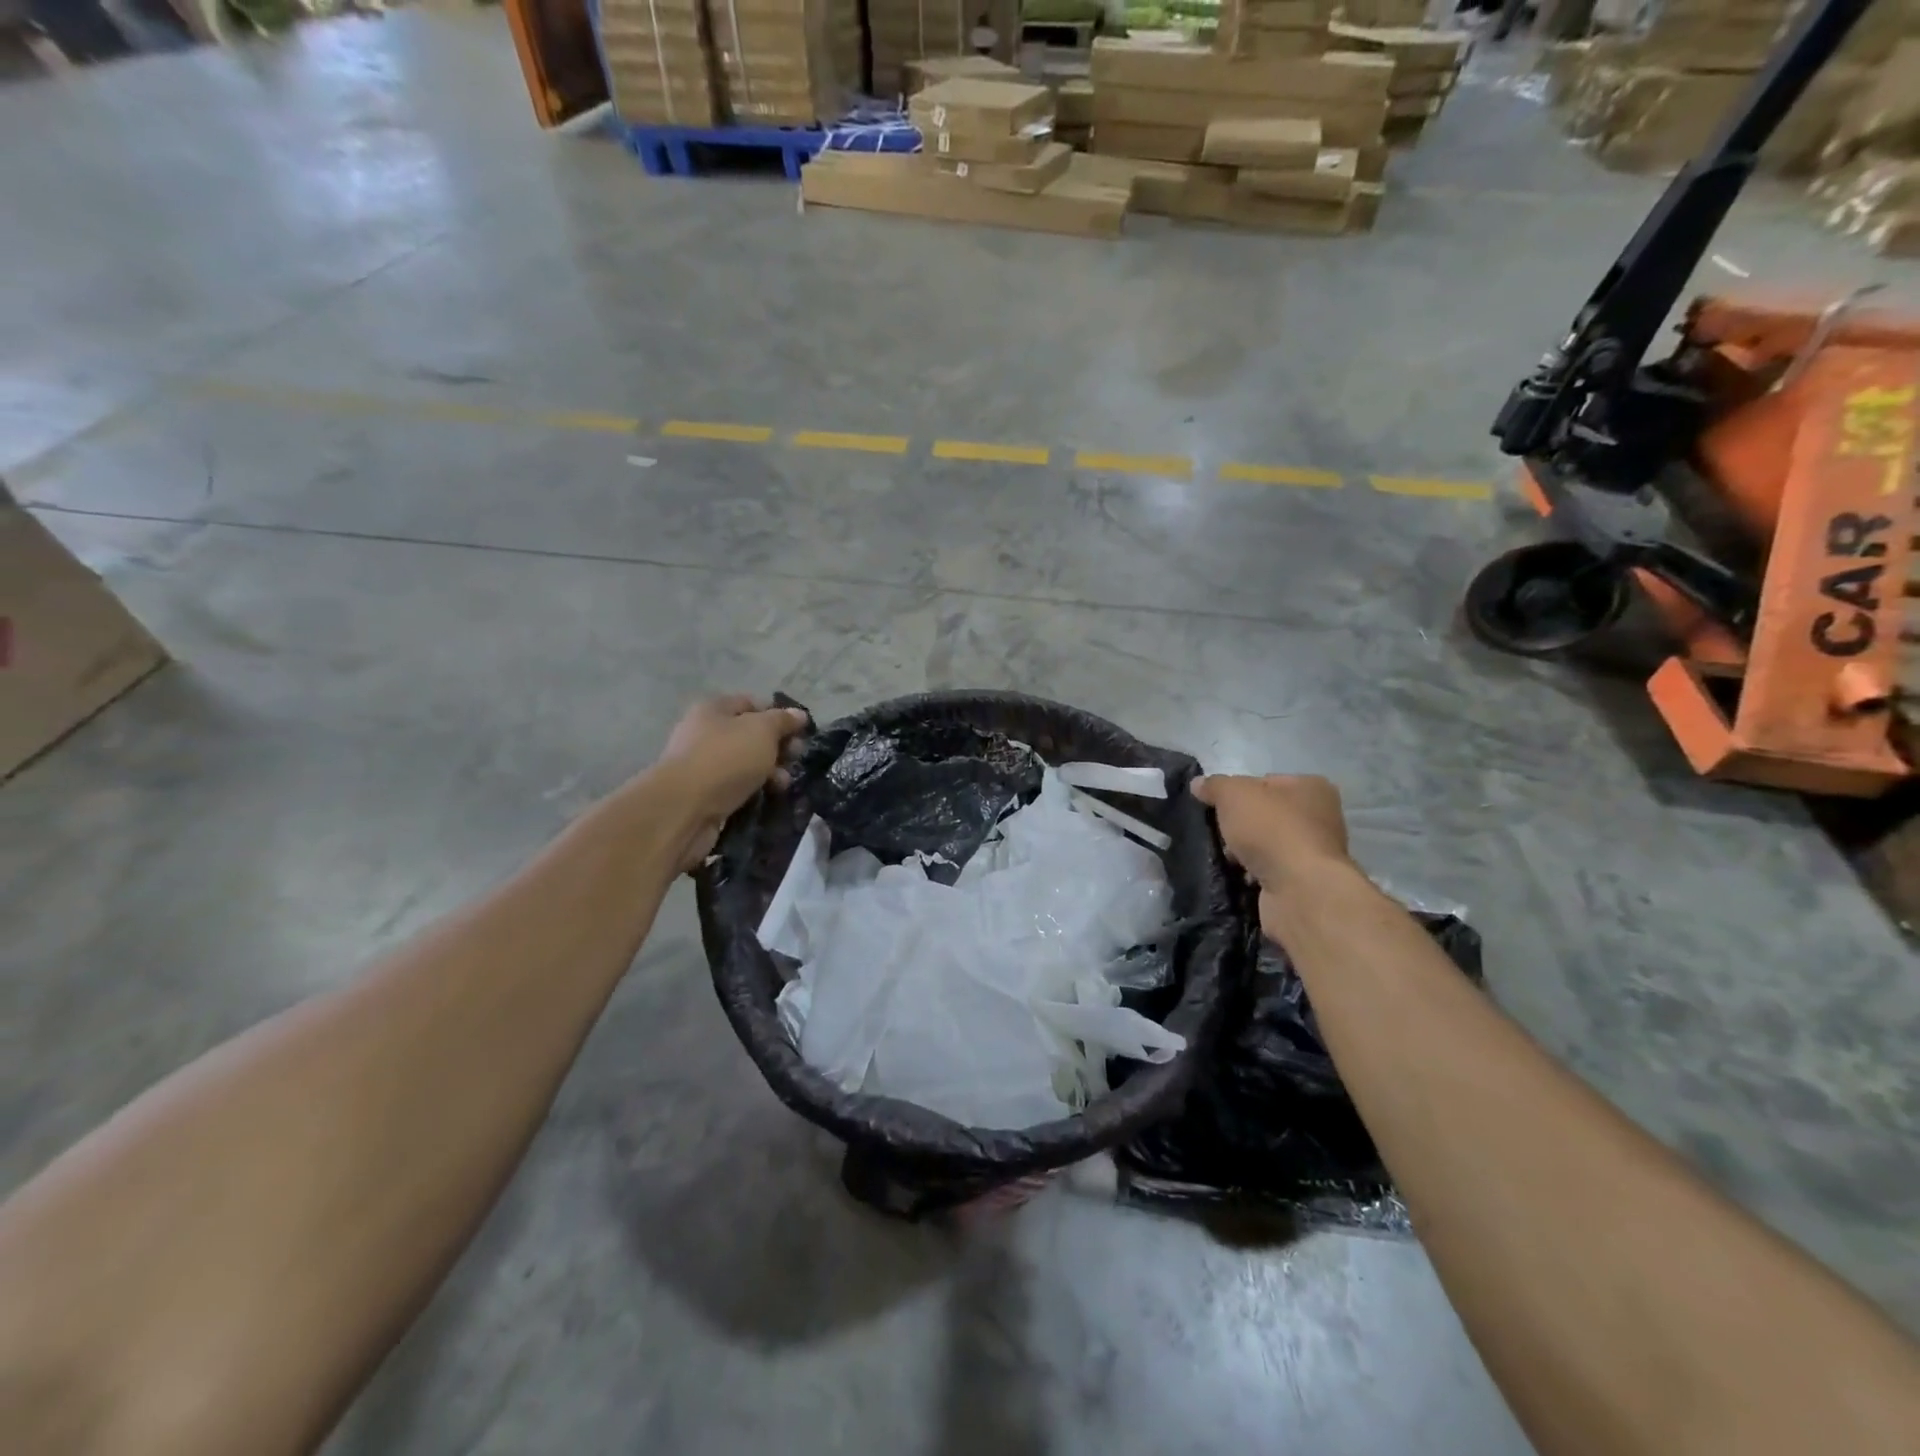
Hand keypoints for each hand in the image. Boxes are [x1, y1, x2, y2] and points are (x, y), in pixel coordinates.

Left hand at [653, 696, 808, 871]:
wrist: (684, 808)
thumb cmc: (725, 758)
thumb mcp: (762, 731)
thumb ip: (783, 721)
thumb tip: (799, 714)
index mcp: (714, 709)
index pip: (752, 704)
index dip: (778, 715)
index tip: (800, 733)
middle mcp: (704, 733)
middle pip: (749, 735)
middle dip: (777, 747)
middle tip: (796, 760)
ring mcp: (702, 766)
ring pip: (745, 764)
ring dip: (768, 772)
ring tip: (783, 785)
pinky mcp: (703, 795)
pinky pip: (736, 788)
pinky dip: (753, 791)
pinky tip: (767, 798)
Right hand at [1190, 774, 1350, 889]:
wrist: (1299, 890)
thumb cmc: (1271, 829)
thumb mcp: (1233, 794)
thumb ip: (1214, 785)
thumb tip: (1198, 784)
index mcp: (1311, 787)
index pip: (1264, 781)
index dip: (1237, 792)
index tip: (1217, 807)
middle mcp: (1320, 817)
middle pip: (1265, 814)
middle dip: (1239, 825)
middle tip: (1219, 834)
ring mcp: (1314, 852)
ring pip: (1266, 844)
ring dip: (1244, 852)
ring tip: (1226, 858)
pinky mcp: (1305, 882)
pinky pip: (1270, 870)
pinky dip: (1253, 873)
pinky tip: (1240, 876)